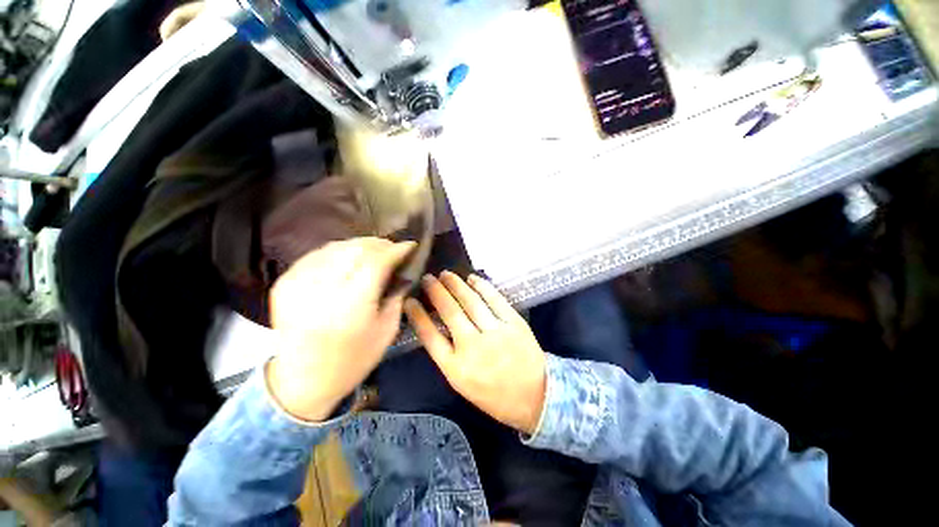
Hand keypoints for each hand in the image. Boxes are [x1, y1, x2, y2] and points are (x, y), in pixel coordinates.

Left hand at [267, 238, 414, 421]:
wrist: (302, 381)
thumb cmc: (354, 360)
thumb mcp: (387, 329)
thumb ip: (396, 294)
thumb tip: (403, 269)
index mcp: (351, 306)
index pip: (376, 262)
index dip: (395, 249)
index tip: (410, 245)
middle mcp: (322, 290)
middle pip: (355, 250)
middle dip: (380, 244)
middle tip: (394, 248)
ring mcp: (298, 284)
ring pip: (336, 247)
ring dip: (360, 245)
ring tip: (375, 251)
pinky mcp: (283, 283)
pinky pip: (317, 255)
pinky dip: (338, 252)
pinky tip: (349, 258)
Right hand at [404, 272, 546, 434]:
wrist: (535, 397)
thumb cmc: (495, 395)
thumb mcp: (463, 383)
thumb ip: (448, 356)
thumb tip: (436, 326)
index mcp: (456, 368)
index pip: (430, 336)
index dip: (418, 316)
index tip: (410, 301)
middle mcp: (473, 347)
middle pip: (450, 313)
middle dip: (436, 292)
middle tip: (428, 278)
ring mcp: (495, 333)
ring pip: (471, 302)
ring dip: (456, 285)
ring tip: (446, 274)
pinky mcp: (514, 323)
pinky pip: (495, 299)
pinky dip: (482, 286)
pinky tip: (472, 278)